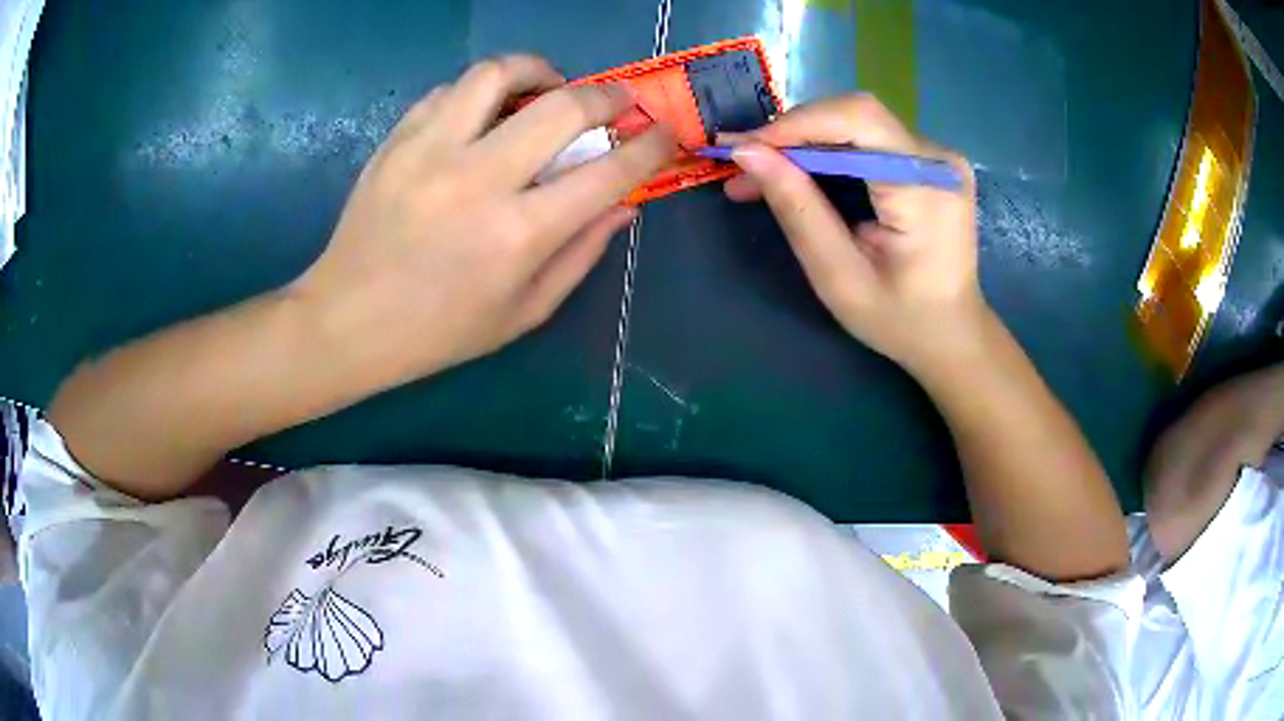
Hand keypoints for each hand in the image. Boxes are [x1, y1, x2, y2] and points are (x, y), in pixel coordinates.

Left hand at [291, 56, 676, 383]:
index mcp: (519, 234)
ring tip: (548, 87)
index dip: (649, 146)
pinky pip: (450, 90)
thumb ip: (581, 253)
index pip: (607, 172)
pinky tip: (486, 112)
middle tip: (617, 102)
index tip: (663, 133)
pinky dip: (481, 92)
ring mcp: (431, 151)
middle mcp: (479, 179)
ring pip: (498, 73)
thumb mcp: (524, 312)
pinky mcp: (397, 141)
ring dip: (539, 70)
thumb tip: (624, 204)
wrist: (348, 321)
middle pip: (563, 106)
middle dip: (608, 95)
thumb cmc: (439, 331)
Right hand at [722, 94, 984, 372]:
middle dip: (794, 135)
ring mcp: (938, 157)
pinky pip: (869, 140)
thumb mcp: (839, 276)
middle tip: (745, 166)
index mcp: (925, 188)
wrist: (951, 334)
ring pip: (857, 125)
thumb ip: (797, 209)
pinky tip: (800, 174)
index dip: (795, 124)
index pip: (857, 119)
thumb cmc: (899, 319)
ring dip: (805, 144)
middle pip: (855, 116)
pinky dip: (829, 154)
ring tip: (761, 175)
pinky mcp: (929, 162)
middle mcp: (938, 159)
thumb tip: (746, 152)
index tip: (742, 148)